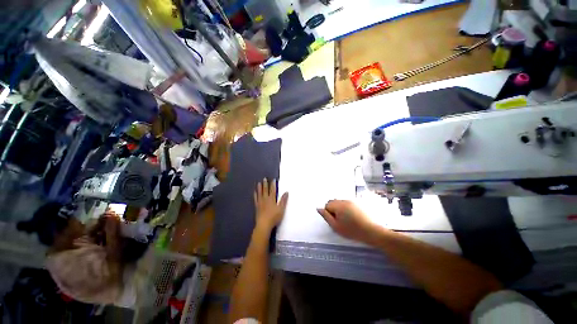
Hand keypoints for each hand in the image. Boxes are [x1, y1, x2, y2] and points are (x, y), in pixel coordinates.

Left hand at [253, 178, 288, 233]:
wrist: (264, 224)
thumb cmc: (274, 217)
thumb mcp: (281, 209)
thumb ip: (283, 200)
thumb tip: (286, 192)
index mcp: (272, 199)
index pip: (273, 190)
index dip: (273, 184)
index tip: (273, 179)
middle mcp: (265, 199)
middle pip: (265, 190)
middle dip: (265, 184)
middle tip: (264, 178)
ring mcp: (260, 202)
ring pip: (260, 193)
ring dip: (259, 188)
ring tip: (259, 183)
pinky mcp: (257, 207)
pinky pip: (256, 199)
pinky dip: (255, 195)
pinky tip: (255, 192)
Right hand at [317, 200, 377, 243]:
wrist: (371, 231)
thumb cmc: (352, 230)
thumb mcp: (336, 226)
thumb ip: (326, 216)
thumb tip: (318, 208)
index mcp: (338, 205)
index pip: (327, 205)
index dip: (328, 213)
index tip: (335, 221)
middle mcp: (344, 200)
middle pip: (333, 202)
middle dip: (333, 209)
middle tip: (339, 221)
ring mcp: (351, 201)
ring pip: (340, 203)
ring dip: (340, 209)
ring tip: (346, 220)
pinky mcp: (357, 203)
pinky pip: (347, 204)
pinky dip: (346, 209)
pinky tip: (352, 217)